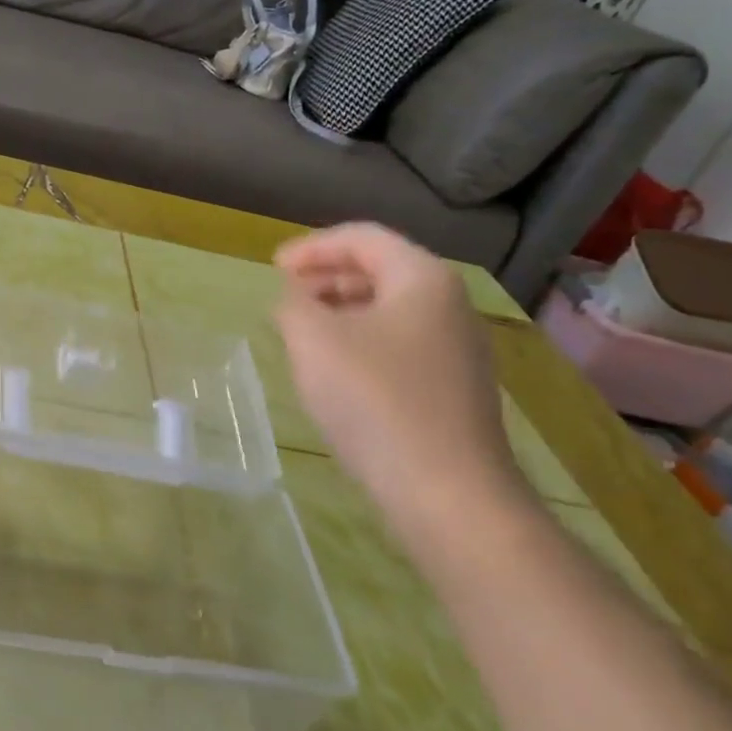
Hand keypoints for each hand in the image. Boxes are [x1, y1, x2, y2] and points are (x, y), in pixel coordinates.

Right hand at [273, 224, 519, 517]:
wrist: (447, 492)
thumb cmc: (375, 399)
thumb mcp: (313, 340)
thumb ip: (294, 305)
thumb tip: (297, 300)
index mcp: (422, 278)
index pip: (363, 238)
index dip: (313, 247)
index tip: (274, 268)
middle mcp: (449, 305)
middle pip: (381, 271)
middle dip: (327, 277)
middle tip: (286, 297)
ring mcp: (458, 350)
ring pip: (390, 311)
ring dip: (341, 311)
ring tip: (302, 333)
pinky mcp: (454, 389)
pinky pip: (400, 346)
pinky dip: (361, 343)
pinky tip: (336, 372)